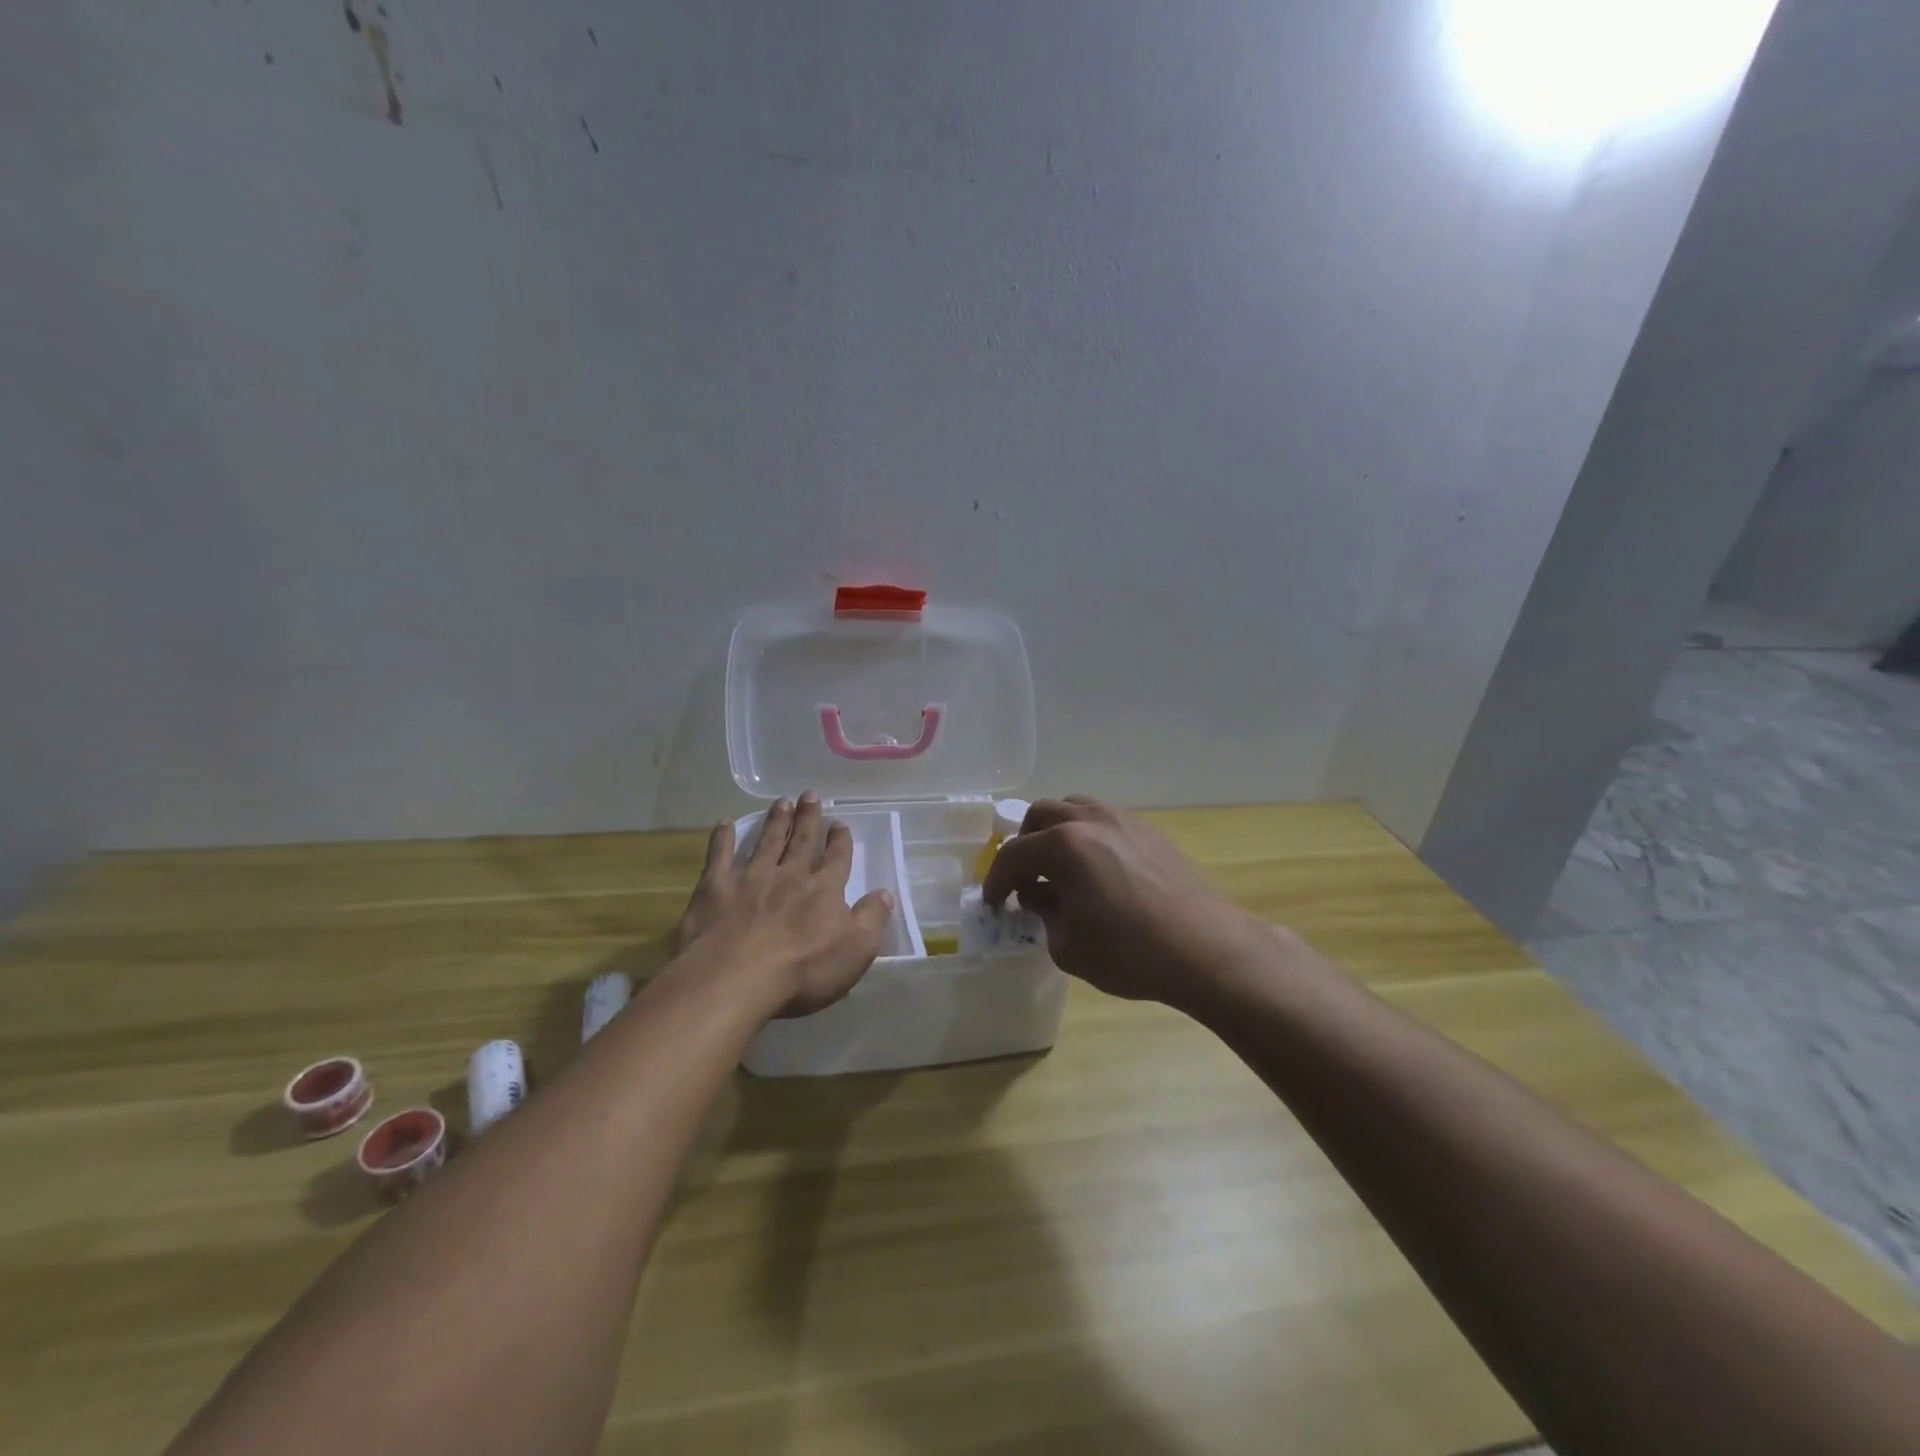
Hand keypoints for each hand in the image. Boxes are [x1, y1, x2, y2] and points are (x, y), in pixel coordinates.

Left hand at [673, 793, 893, 1017]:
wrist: (735, 979)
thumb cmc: (802, 970)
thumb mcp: (855, 949)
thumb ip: (872, 917)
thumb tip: (885, 892)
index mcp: (823, 889)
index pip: (836, 858)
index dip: (840, 840)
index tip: (840, 824)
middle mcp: (789, 874)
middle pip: (802, 840)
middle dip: (808, 817)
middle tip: (809, 795)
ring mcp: (750, 878)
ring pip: (767, 841)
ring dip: (775, 821)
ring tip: (781, 802)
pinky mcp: (715, 888)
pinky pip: (720, 855)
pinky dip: (723, 837)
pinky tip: (724, 822)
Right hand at [982, 796, 1275, 1007]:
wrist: (1204, 949)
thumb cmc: (1128, 952)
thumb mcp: (1067, 944)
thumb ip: (1043, 912)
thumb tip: (1039, 894)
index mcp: (1064, 845)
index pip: (1014, 854)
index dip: (996, 880)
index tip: (994, 902)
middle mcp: (1090, 820)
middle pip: (1042, 815)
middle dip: (1025, 844)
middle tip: (1025, 877)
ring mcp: (1124, 821)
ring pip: (1076, 808)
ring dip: (1057, 832)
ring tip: (1060, 866)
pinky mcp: (1150, 832)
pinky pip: (1105, 821)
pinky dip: (1088, 837)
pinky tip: (1098, 870)